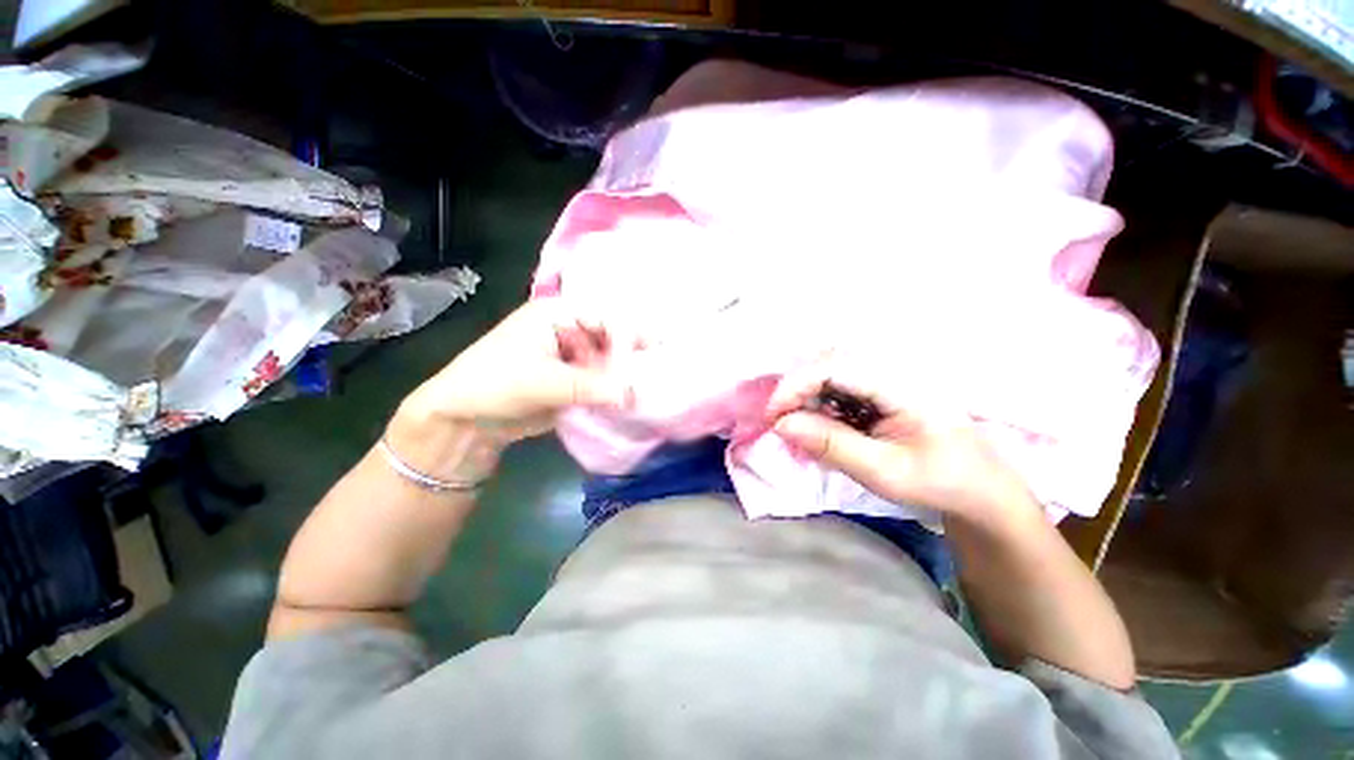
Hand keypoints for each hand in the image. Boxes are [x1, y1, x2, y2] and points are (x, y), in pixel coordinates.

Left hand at [400, 300, 634, 444]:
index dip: (632, 332)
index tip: (656, 354)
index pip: (606, 316)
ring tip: (649, 389)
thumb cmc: (494, 384)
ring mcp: (573, 356)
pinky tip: (632, 399)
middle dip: (631, 357)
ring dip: (625, 376)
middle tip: (657, 375)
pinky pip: (602, 381)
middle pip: (612, 338)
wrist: (464, 421)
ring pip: (610, 361)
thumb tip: (634, 393)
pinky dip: (615, 391)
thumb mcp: (542, 382)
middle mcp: (570, 330)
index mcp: (559, 314)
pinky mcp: (574, 380)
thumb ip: (590, 386)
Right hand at [765, 363, 1039, 528]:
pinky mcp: (880, 387)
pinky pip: (838, 385)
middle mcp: (892, 369)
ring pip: (829, 372)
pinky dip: (819, 404)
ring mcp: (886, 376)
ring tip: (800, 430)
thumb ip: (831, 445)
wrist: (979, 488)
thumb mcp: (883, 472)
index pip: (834, 367)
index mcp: (901, 384)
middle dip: (797, 391)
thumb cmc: (938, 482)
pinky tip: (820, 428)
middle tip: (782, 425)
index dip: (795, 386)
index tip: (773, 417)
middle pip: (827, 363)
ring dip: (806, 398)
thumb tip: (782, 425)